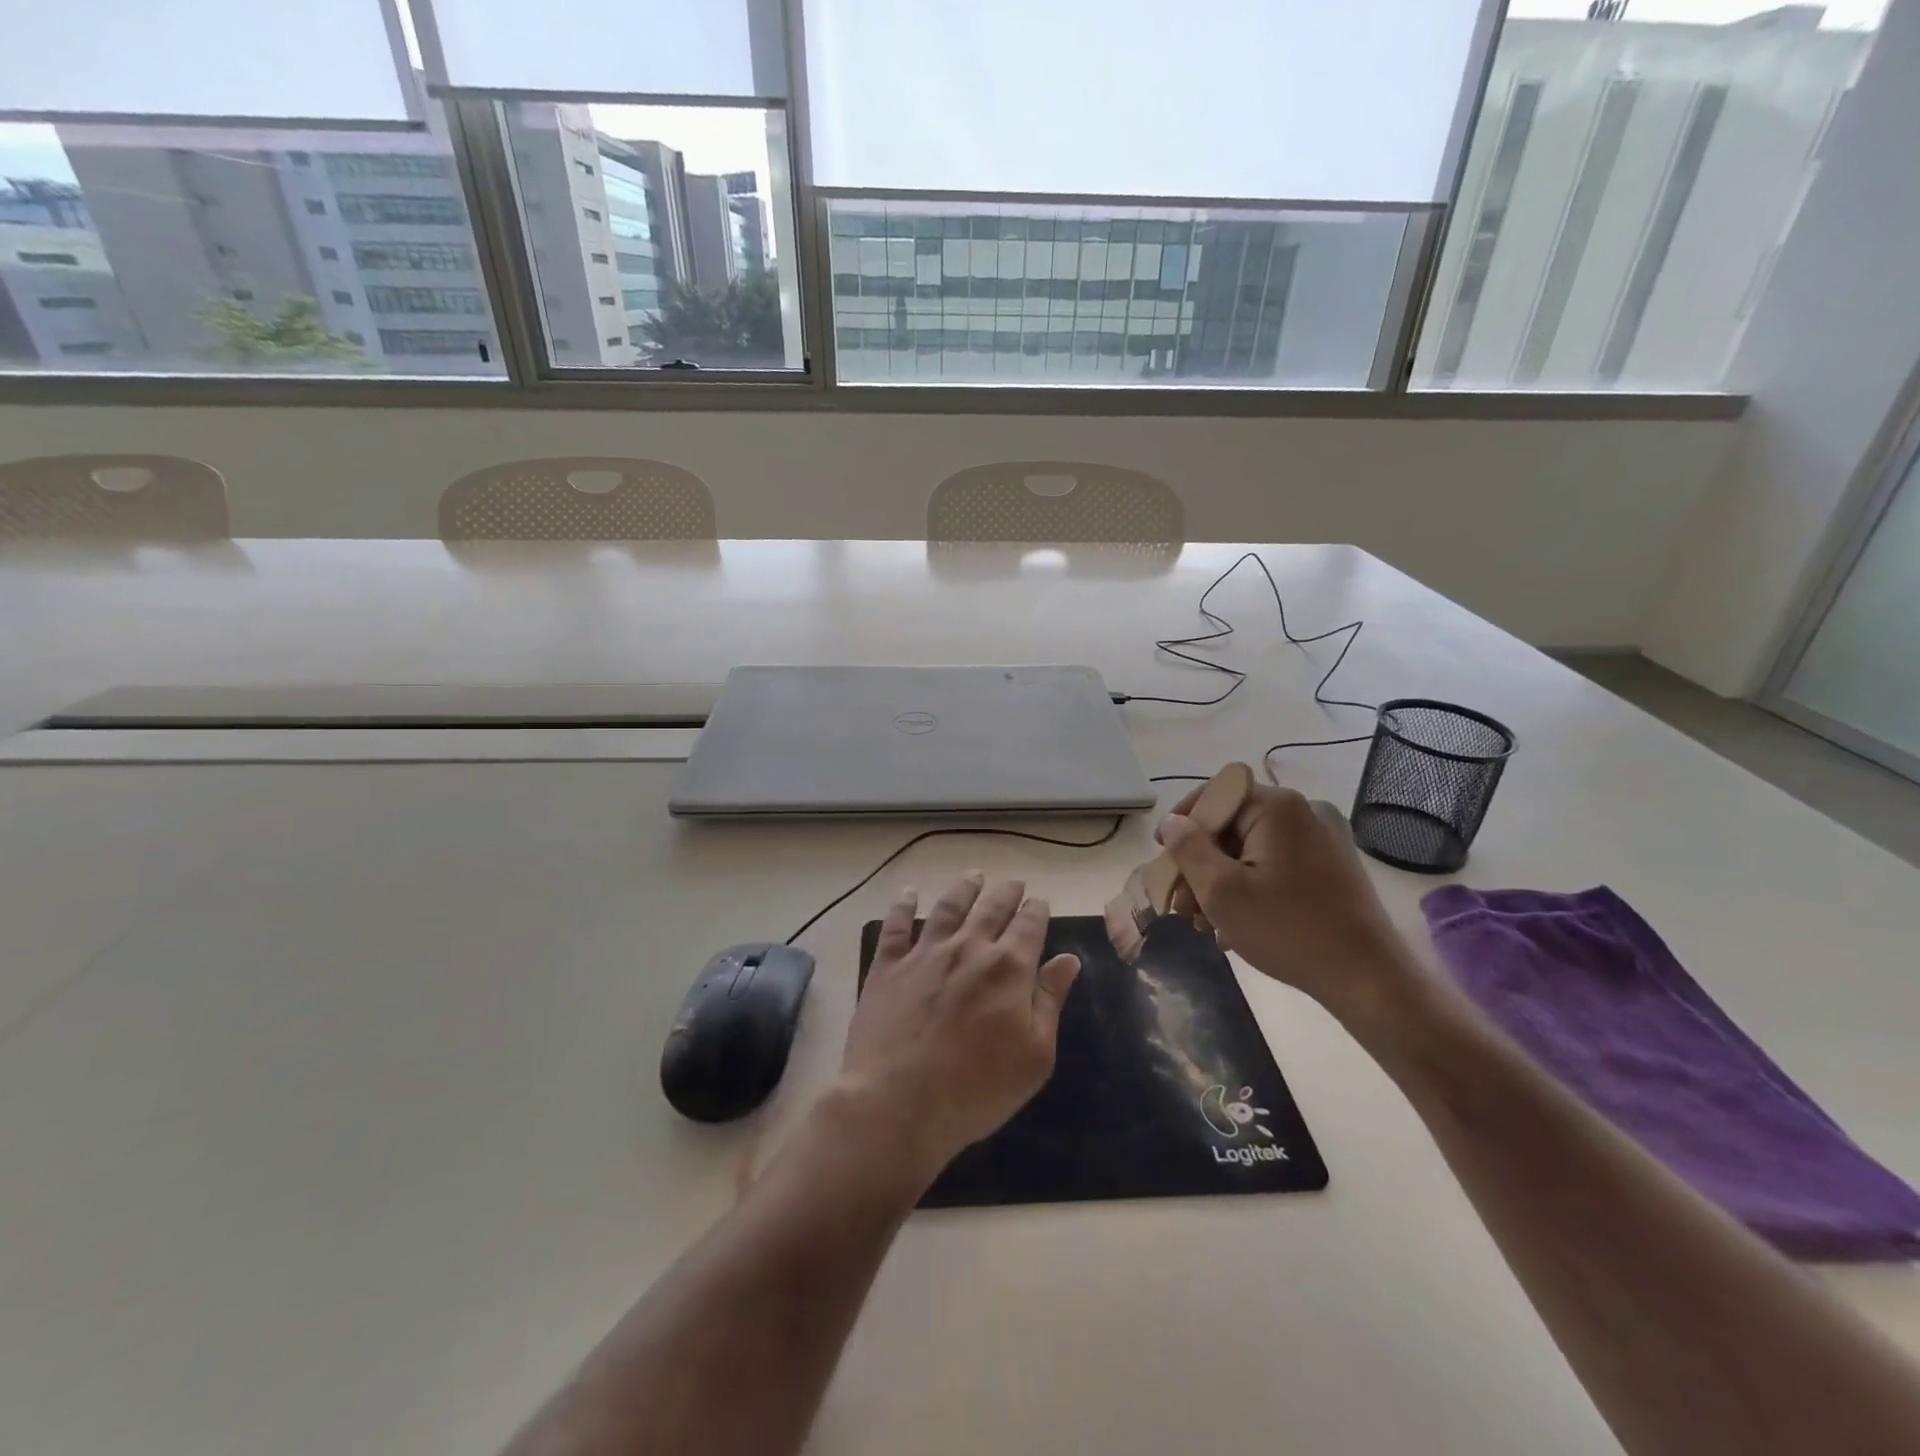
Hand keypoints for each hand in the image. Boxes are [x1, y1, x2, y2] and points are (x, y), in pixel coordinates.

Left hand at [836, 872, 1080, 1187]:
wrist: (897, 1101)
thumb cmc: (976, 1089)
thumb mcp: (1034, 1056)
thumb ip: (1050, 1002)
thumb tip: (1068, 960)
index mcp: (1009, 968)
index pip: (1029, 925)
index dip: (1037, 910)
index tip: (1040, 902)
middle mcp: (968, 948)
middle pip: (992, 907)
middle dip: (1007, 892)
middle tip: (1013, 883)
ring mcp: (925, 953)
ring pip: (949, 906)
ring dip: (965, 888)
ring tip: (974, 876)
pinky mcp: (888, 965)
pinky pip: (896, 925)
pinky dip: (903, 905)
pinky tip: (909, 893)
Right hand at [1159, 782, 1418, 1018]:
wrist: (1368, 980)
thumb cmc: (1287, 929)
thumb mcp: (1221, 890)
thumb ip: (1188, 849)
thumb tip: (1172, 822)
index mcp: (1278, 807)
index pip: (1215, 795)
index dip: (1183, 823)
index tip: (1162, 856)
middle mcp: (1304, 812)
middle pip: (1232, 826)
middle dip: (1200, 864)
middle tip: (1181, 905)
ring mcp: (1324, 840)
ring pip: (1252, 849)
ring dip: (1222, 881)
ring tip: (1204, 924)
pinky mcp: (1333, 868)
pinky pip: (1277, 865)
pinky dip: (1251, 887)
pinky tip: (1236, 927)